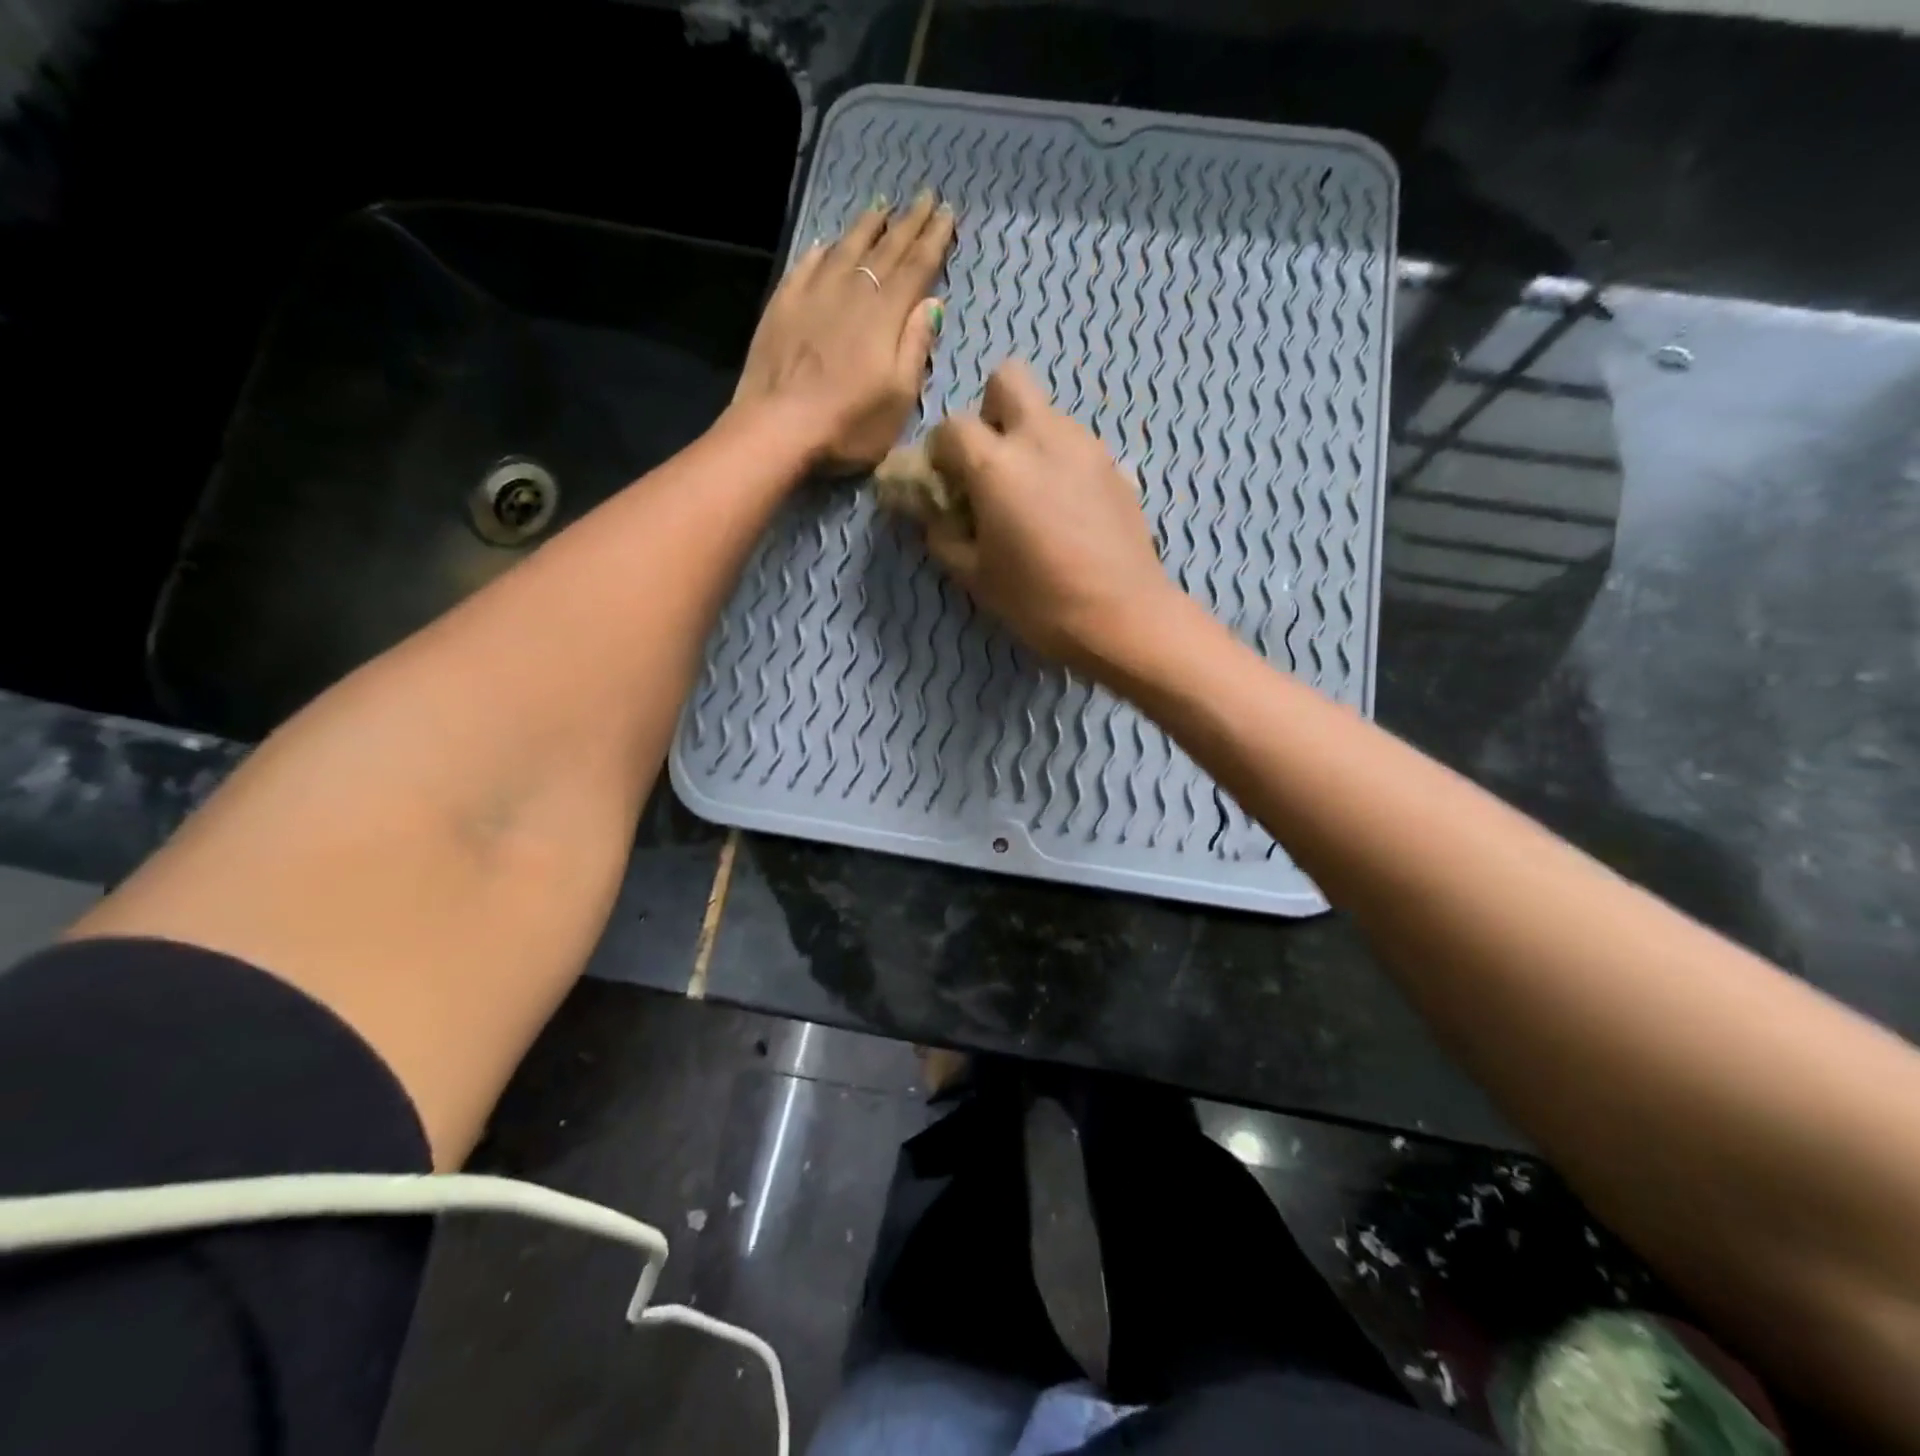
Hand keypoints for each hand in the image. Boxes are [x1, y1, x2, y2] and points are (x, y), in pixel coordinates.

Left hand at [732, 190, 954, 470]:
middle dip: (908, 223)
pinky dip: (823, 251)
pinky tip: (828, 245)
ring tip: (881, 206)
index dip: (934, 239)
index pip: (916, 267)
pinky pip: (808, 265)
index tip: (948, 212)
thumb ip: (915, 347)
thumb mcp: (899, 398)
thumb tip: (931, 303)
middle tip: (925, 197)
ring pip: (846, 248)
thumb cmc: (849, 424)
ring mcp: (813, 294)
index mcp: (885, 314)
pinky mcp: (783, 304)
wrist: (778, 427)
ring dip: (867, 226)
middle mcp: (852, 292)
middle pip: (885, 250)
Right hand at [924, 362, 1182, 674]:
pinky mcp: (1115, 465)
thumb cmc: (1040, 601)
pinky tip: (1067, 509)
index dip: (941, 454)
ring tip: (1032, 495)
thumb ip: (943, 536)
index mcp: (997, 464)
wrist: (1124, 616)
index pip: (952, 427)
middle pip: (1007, 379)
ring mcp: (1085, 446)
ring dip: (1028, 438)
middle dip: (990, 411)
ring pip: (1047, 413)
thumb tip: (933, 515)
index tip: (946, 485)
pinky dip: (1060, 461)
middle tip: (992, 464)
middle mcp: (1041, 437)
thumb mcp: (976, 577)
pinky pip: (1076, 444)